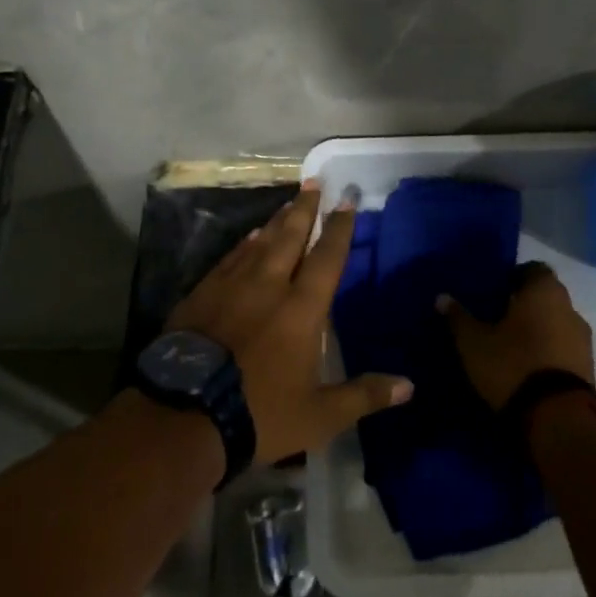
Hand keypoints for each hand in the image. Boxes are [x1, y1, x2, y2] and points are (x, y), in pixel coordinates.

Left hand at [170, 183, 413, 465]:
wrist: (186, 413)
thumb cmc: (260, 413)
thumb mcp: (320, 415)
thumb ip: (364, 395)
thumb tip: (409, 386)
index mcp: (301, 309)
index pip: (327, 258)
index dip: (339, 228)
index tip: (347, 201)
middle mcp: (269, 285)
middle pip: (290, 236)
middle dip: (305, 208)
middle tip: (314, 181)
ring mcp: (232, 285)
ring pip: (260, 242)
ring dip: (277, 220)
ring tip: (289, 203)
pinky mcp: (203, 293)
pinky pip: (231, 258)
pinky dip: (245, 244)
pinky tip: (250, 237)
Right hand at [439, 262, 594, 411]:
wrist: (559, 420)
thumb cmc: (513, 365)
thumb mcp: (474, 342)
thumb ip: (458, 317)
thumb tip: (442, 297)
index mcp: (544, 291)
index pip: (533, 269)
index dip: (514, 277)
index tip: (495, 292)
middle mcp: (570, 308)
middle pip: (546, 297)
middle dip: (524, 305)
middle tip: (497, 318)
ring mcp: (584, 340)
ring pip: (556, 323)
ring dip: (538, 330)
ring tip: (512, 346)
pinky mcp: (589, 369)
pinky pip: (564, 349)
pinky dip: (548, 352)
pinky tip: (528, 367)